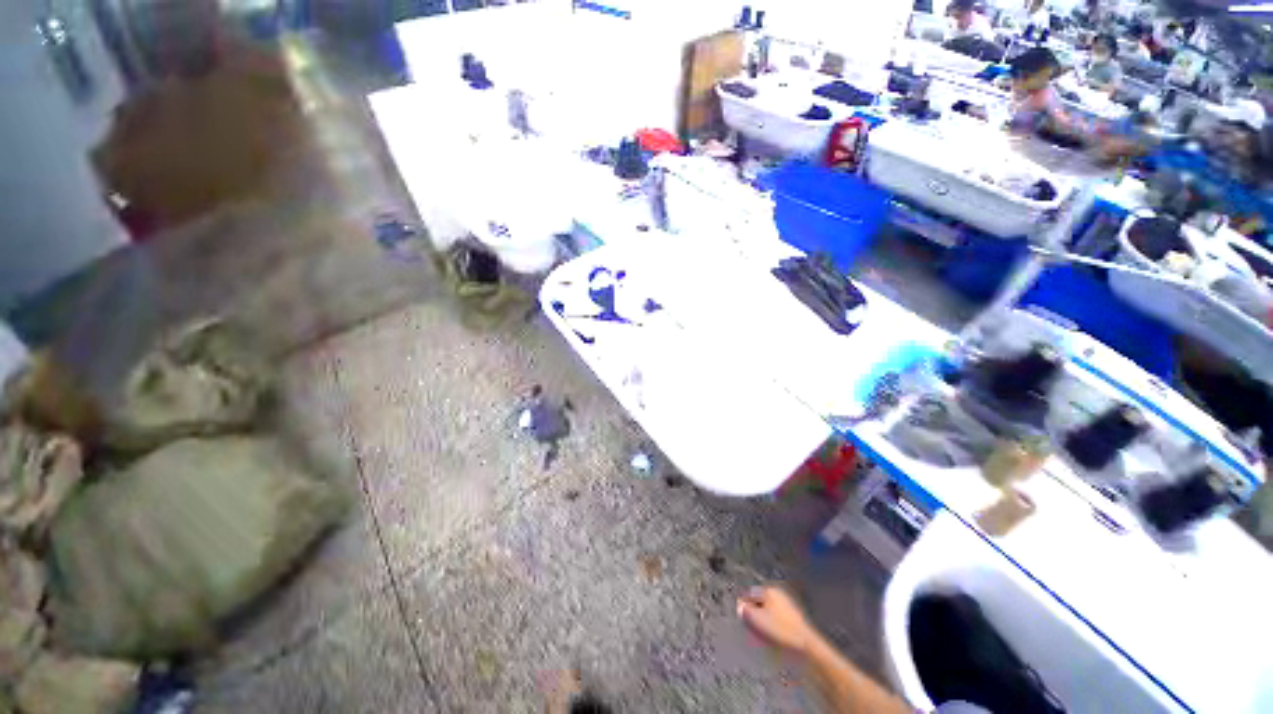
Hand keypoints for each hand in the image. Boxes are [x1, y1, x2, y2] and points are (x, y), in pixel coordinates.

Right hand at [736, 586, 819, 654]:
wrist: (806, 646)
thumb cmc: (779, 630)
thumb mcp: (757, 619)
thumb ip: (744, 610)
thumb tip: (739, 606)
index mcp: (769, 590)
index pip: (750, 593)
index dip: (743, 605)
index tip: (740, 618)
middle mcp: (778, 594)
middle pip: (759, 601)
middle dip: (753, 613)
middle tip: (750, 627)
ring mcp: (787, 605)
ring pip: (768, 611)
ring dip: (762, 620)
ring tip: (761, 635)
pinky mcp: (794, 618)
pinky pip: (777, 619)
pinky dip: (772, 625)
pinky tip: (772, 637)